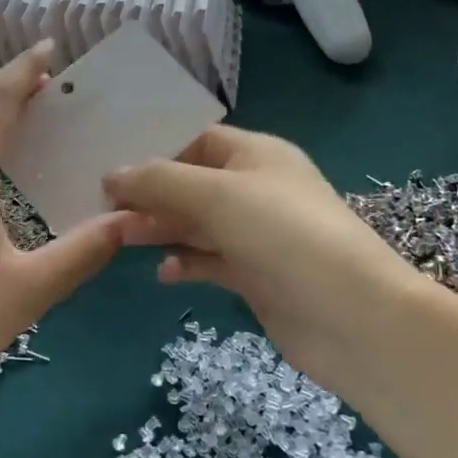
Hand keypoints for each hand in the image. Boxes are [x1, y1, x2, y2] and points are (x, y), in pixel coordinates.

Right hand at [103, 127, 422, 395]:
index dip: (156, 148)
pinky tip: (165, 273)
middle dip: (150, 193)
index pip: (198, 139)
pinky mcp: (256, 276)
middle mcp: (257, 189)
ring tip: (120, 237)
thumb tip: (112, 175)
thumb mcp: (218, 195)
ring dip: (161, 227)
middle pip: (192, 183)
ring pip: (197, 223)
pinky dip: (187, 262)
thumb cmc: (285, 235)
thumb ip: (160, 181)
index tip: (110, 163)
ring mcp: (257, 235)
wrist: (354, 317)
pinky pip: (211, 261)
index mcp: (257, 154)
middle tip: (103, 207)